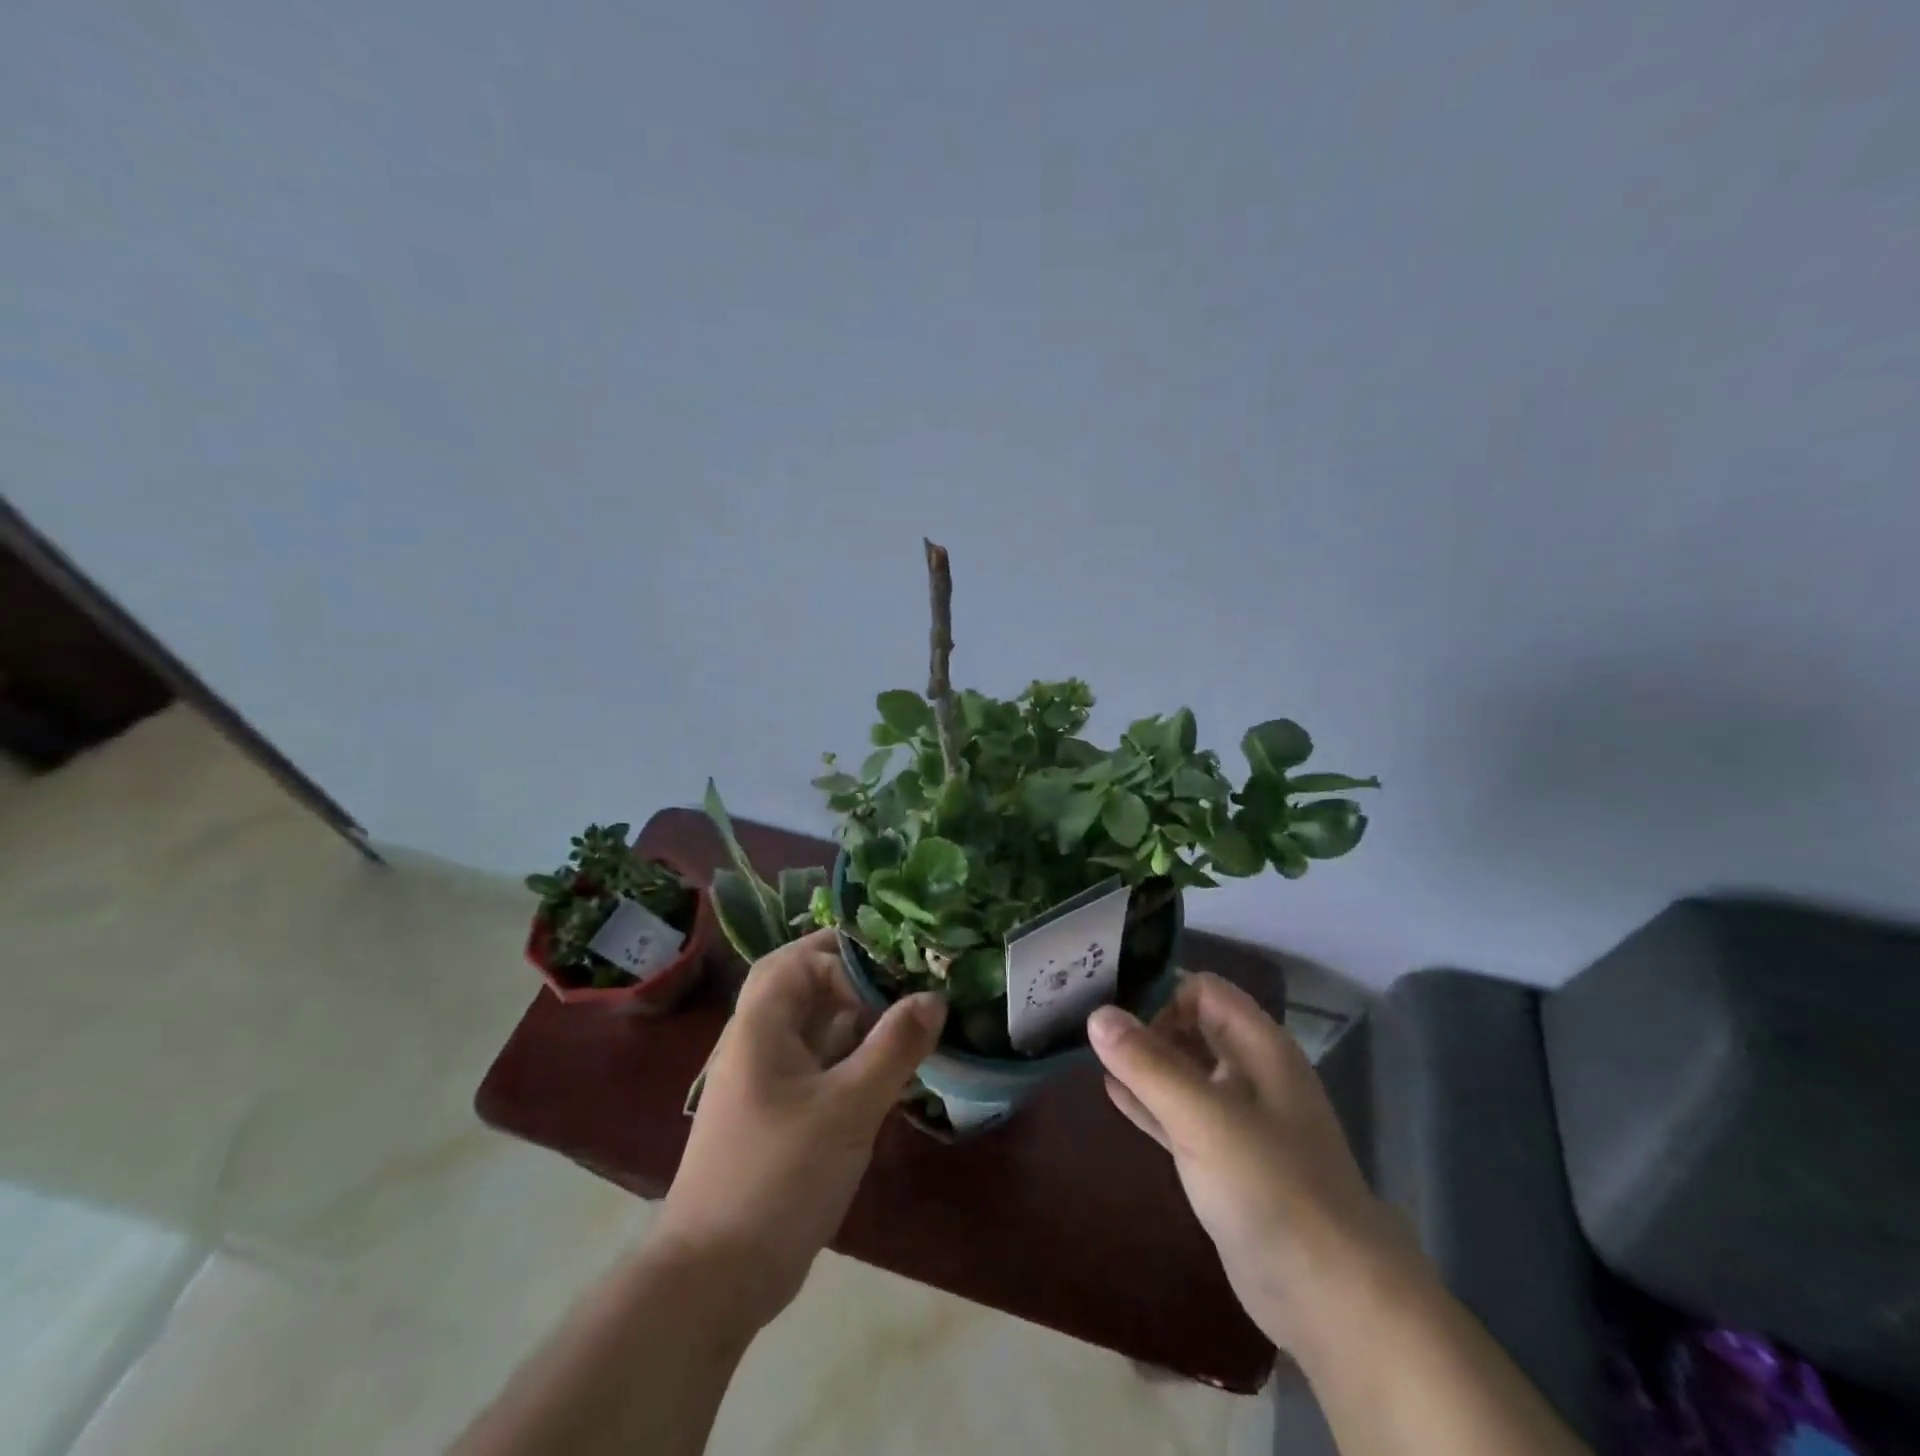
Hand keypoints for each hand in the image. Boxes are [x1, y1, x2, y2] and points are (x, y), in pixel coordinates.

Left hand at [653, 928, 945, 1331]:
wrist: (715, 1277)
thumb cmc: (779, 1176)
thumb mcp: (848, 1107)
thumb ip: (894, 1047)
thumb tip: (934, 996)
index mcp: (760, 1025)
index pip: (800, 959)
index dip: (847, 957)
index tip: (895, 975)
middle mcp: (757, 1041)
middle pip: (803, 985)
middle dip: (851, 977)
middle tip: (901, 981)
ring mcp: (765, 1079)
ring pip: (812, 1025)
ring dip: (854, 1016)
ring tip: (906, 1017)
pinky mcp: (778, 1112)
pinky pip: (817, 1062)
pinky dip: (850, 1053)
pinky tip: (887, 1066)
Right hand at [1088, 974, 1409, 1354]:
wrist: (1331, 1299)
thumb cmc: (1272, 1189)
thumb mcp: (1204, 1119)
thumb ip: (1149, 1065)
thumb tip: (1097, 1013)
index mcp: (1259, 1047)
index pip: (1203, 991)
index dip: (1162, 995)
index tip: (1115, 1016)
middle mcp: (1250, 1073)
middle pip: (1192, 1026)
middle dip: (1145, 1023)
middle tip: (1090, 1028)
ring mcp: (1238, 1119)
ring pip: (1182, 1071)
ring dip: (1142, 1062)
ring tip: (1089, 1052)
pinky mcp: (1224, 1161)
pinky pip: (1178, 1114)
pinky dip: (1148, 1101)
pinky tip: (1110, 1093)